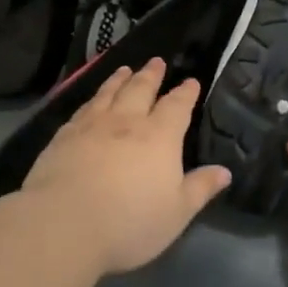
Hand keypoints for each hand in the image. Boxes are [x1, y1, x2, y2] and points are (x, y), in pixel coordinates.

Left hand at [21, 57, 232, 273]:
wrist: (64, 225)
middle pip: (140, 90)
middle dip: (151, 75)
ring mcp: (91, 127)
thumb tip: (224, 171)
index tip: (191, 81)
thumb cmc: (130, 222)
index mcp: (159, 137)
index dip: (185, 93)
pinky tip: (90, 102)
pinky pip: (81, 110)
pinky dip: (91, 99)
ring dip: (119, 80)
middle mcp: (126, 122)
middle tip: (156, 61)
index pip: (177, 107)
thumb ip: (200, 188)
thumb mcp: (177, 212)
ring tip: (125, 70)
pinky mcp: (63, 138)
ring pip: (108, 94)